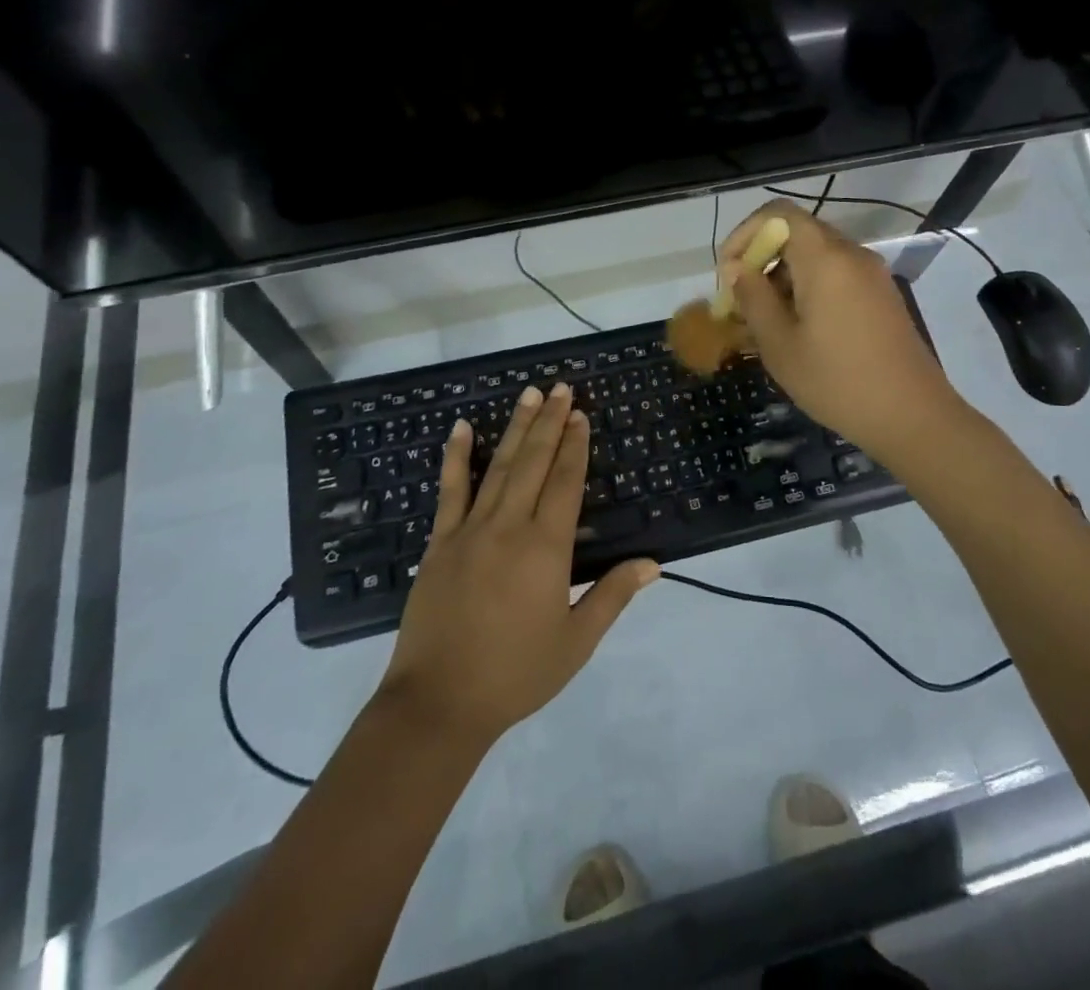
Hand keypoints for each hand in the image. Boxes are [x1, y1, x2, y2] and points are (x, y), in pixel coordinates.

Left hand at [376, 382, 658, 744]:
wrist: (438, 703)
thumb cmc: (515, 675)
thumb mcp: (575, 642)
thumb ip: (612, 597)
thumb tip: (651, 564)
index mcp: (545, 548)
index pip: (565, 482)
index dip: (575, 446)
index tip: (581, 414)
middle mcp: (508, 526)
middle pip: (533, 463)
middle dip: (550, 423)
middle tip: (560, 387)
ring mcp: (469, 530)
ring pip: (497, 467)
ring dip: (515, 428)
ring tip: (529, 394)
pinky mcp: (439, 542)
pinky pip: (449, 490)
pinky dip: (455, 456)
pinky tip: (461, 428)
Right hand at [718, 200, 966, 459]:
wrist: (912, 417)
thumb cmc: (836, 381)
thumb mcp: (779, 343)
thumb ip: (752, 298)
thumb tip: (736, 269)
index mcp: (825, 258)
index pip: (778, 213)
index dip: (744, 234)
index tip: (729, 274)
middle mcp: (851, 254)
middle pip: (796, 233)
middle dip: (760, 259)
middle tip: (741, 302)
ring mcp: (871, 274)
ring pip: (815, 257)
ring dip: (782, 277)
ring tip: (764, 323)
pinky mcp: (881, 296)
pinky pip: (836, 276)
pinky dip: (808, 289)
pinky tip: (798, 330)